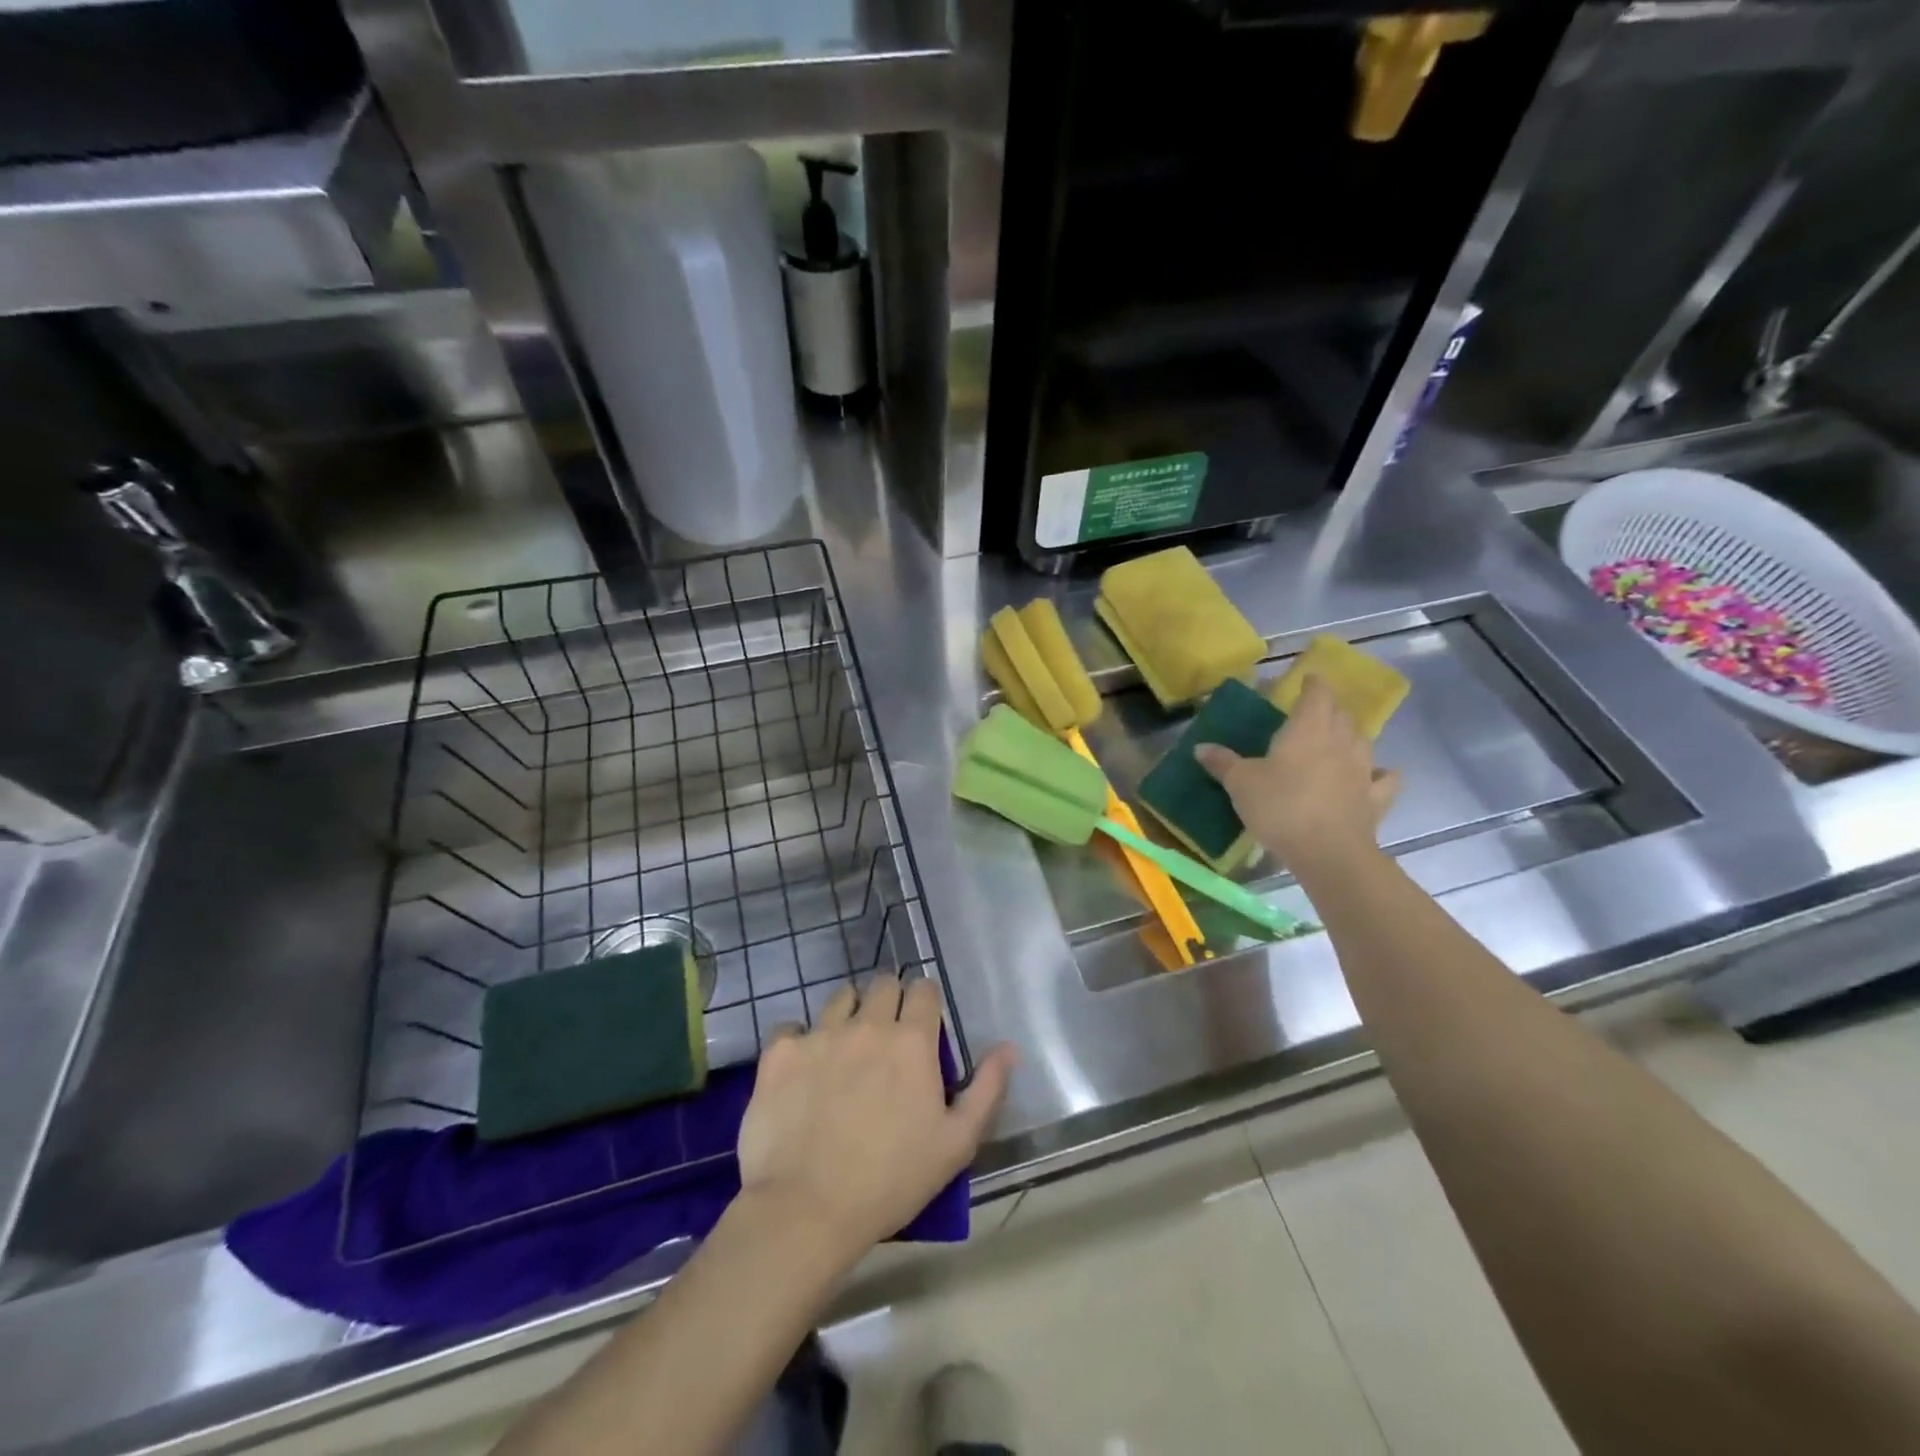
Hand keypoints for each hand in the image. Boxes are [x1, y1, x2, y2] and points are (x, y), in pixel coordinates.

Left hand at [736, 974, 1014, 1262]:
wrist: (807, 1209)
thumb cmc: (891, 1180)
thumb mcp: (957, 1143)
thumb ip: (988, 1089)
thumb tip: (1008, 1047)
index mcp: (912, 1041)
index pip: (924, 990)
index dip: (925, 1002)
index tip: (922, 1024)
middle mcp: (867, 1024)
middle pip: (883, 984)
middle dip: (889, 1000)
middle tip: (886, 1035)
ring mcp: (820, 1034)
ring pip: (840, 997)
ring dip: (849, 1013)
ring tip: (846, 1047)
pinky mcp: (780, 1052)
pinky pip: (793, 1026)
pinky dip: (801, 1040)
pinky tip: (803, 1069)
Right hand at [1194, 674, 1398, 870]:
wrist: (1328, 852)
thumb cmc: (1281, 807)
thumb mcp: (1240, 784)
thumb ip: (1222, 762)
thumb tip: (1201, 747)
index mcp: (1308, 729)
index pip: (1317, 693)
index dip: (1312, 684)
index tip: (1306, 681)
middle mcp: (1341, 741)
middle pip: (1341, 714)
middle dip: (1329, 709)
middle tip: (1311, 715)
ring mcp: (1363, 770)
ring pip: (1363, 741)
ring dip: (1351, 736)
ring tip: (1337, 742)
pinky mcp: (1375, 798)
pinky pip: (1384, 778)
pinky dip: (1380, 773)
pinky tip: (1374, 775)